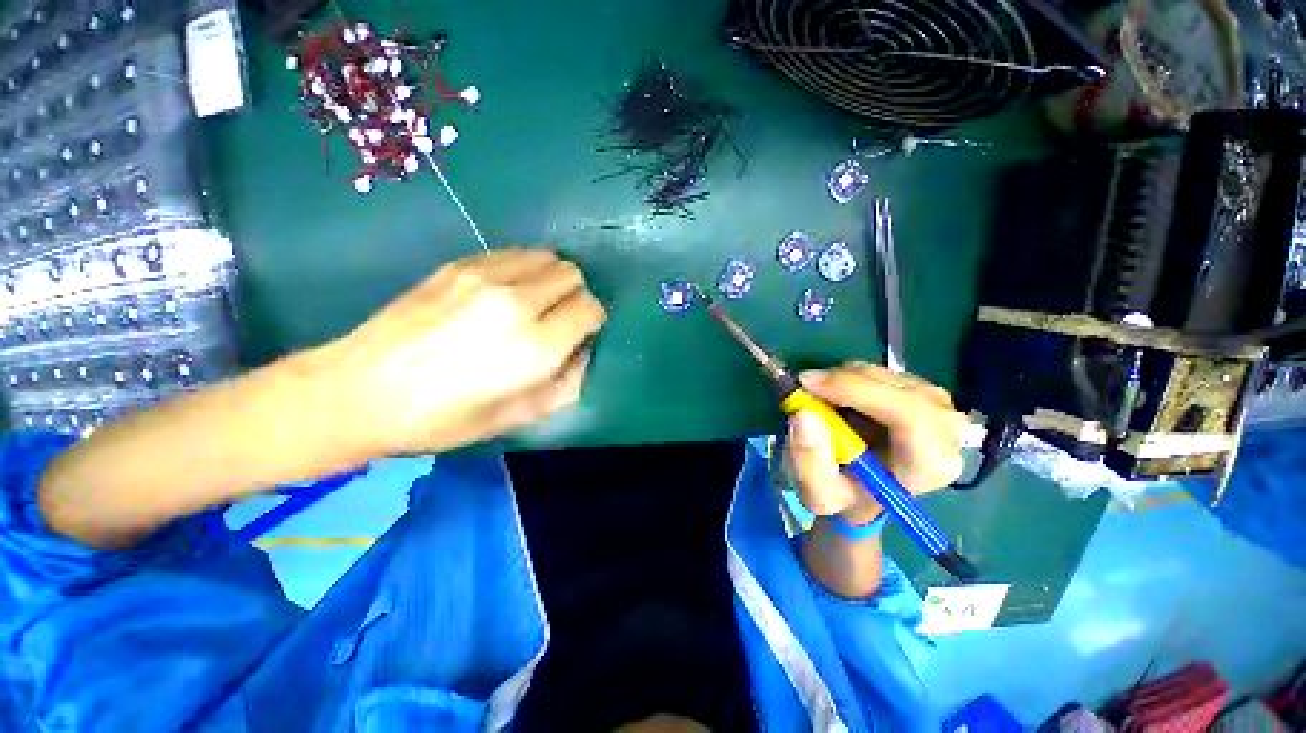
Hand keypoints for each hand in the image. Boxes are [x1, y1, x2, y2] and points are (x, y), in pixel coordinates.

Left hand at [327, 249, 606, 455]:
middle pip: (572, 275)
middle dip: (575, 296)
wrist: (362, 391)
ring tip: (535, 302)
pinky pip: (513, 253)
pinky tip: (505, 292)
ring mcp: (485, 277)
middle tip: (559, 318)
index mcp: (536, 347)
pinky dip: (523, 269)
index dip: (591, 320)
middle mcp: (517, 303)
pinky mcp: (459, 265)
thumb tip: (582, 350)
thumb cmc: (446, 417)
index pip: (590, 308)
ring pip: (546, 257)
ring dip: (551, 278)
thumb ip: (568, 382)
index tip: (580, 333)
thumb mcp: (521, 416)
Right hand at [785, 362, 966, 524]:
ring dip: (844, 380)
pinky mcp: (924, 391)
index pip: (909, 415)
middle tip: (805, 388)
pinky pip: (882, 372)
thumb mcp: (818, 494)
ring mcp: (940, 406)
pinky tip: (841, 401)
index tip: (809, 386)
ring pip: (885, 375)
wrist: (865, 491)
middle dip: (844, 382)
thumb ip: (809, 462)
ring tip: (822, 403)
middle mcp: (947, 431)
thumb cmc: (846, 496)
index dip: (856, 392)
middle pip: (897, 388)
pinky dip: (851, 378)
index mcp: (930, 464)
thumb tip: (804, 416)